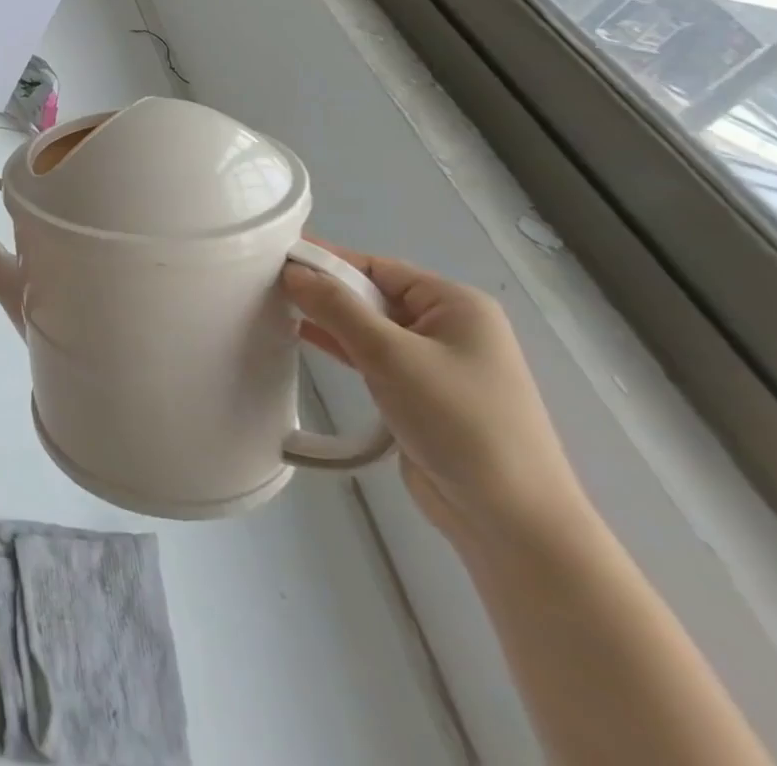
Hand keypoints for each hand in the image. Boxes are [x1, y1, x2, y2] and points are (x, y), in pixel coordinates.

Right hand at [284, 241, 589, 552]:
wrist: (511, 521)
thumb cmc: (459, 422)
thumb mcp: (391, 355)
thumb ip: (337, 308)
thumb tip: (292, 271)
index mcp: (456, 305)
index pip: (378, 267)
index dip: (327, 259)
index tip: (275, 255)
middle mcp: (449, 327)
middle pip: (373, 294)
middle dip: (324, 290)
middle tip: (265, 282)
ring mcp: (436, 363)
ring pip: (370, 326)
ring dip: (328, 318)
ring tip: (274, 306)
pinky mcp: (421, 395)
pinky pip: (372, 356)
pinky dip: (340, 346)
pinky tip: (301, 338)